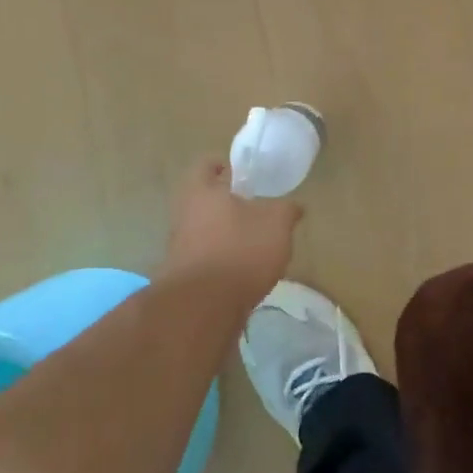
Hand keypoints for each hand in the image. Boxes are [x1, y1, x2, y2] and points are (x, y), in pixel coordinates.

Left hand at [162, 157, 302, 300]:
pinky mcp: (181, 275)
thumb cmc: (239, 250)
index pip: (205, 164)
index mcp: (201, 190)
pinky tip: (241, 271)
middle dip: (226, 203)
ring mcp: (178, 246)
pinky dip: (219, 259)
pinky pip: (203, 256)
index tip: (241, 173)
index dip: (223, 165)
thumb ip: (287, 210)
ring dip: (222, 233)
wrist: (202, 307)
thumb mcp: (276, 224)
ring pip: (202, 228)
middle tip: (252, 208)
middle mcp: (183, 213)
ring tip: (252, 243)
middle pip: (203, 198)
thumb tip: (295, 206)